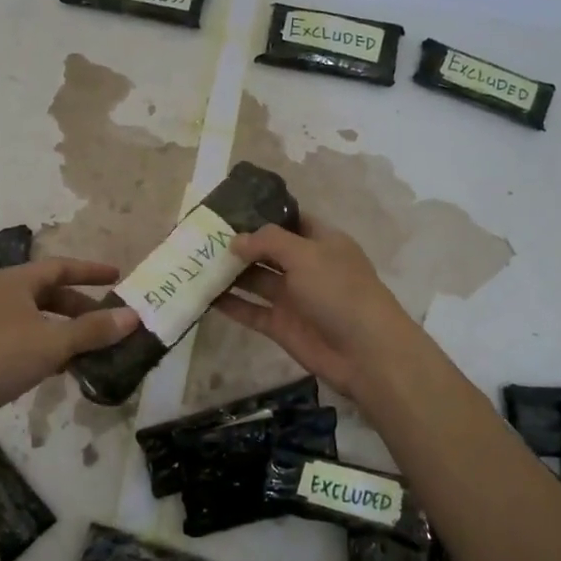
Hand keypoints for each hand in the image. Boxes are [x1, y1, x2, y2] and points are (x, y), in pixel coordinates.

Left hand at [0, 258, 137, 423]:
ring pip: (40, 320)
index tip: (118, 276)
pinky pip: (28, 341)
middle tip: (110, 321)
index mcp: (17, 281)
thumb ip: (93, 330)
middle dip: (82, 307)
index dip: (91, 271)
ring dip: (68, 331)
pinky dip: (50, 348)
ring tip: (95, 347)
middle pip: (51, 294)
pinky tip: (65, 368)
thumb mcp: (53, 342)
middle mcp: (4, 295)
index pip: (61, 267)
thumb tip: (133, 316)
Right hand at [213, 213, 420, 402]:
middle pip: (268, 250)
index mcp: (321, 242)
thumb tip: (235, 241)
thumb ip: (268, 242)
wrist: (365, 353)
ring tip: (194, 261)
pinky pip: (251, 310)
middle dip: (239, 243)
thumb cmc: (340, 291)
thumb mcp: (306, 255)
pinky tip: (203, 295)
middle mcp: (307, 266)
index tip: (229, 208)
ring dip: (230, 273)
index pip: (290, 220)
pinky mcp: (282, 325)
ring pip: (256, 280)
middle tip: (201, 235)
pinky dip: (231, 304)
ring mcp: (293, 297)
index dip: (263, 213)